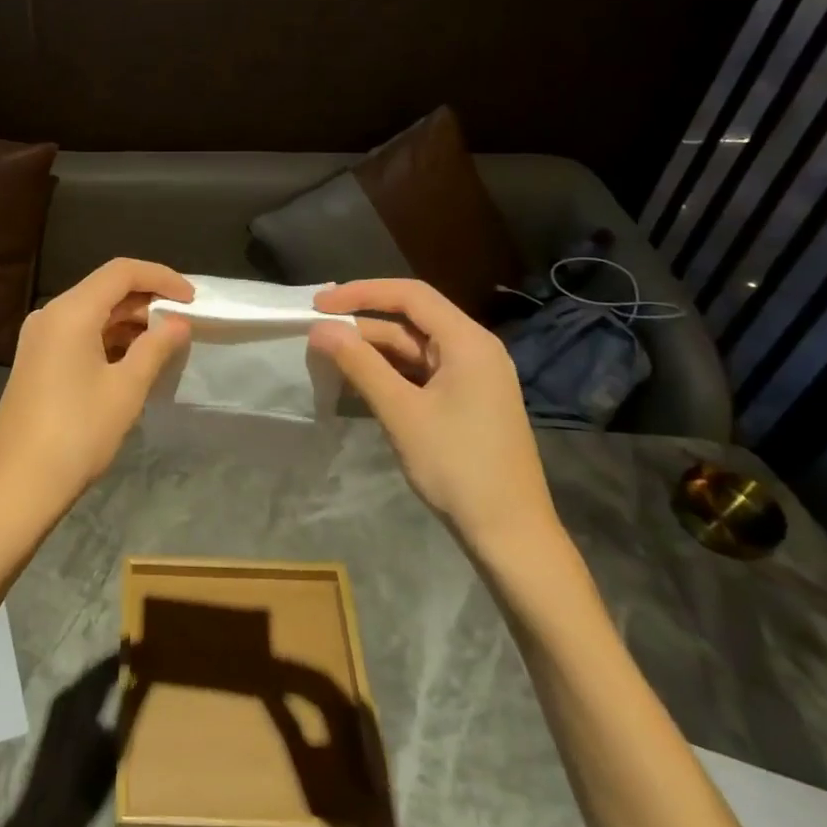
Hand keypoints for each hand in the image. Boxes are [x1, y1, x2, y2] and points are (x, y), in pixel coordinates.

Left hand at [0, 259, 192, 559]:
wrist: (19, 483)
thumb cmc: (78, 432)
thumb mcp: (126, 388)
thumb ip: (156, 348)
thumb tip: (178, 323)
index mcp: (70, 311)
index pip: (122, 272)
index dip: (161, 278)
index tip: (192, 300)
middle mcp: (50, 314)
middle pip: (105, 289)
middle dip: (147, 300)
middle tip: (184, 323)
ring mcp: (39, 338)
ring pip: (92, 313)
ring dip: (129, 322)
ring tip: (165, 343)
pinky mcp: (37, 361)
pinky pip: (78, 334)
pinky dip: (108, 339)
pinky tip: (133, 360)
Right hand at [310, 278, 558, 557]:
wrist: (510, 534)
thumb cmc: (457, 466)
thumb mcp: (401, 411)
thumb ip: (359, 364)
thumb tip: (320, 328)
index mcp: (468, 342)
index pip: (410, 295)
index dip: (361, 292)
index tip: (319, 304)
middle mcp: (474, 350)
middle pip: (411, 321)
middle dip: (362, 325)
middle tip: (316, 335)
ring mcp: (472, 377)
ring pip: (413, 349)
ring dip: (372, 352)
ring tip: (329, 359)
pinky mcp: (466, 402)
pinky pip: (421, 373)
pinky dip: (389, 374)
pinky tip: (358, 384)